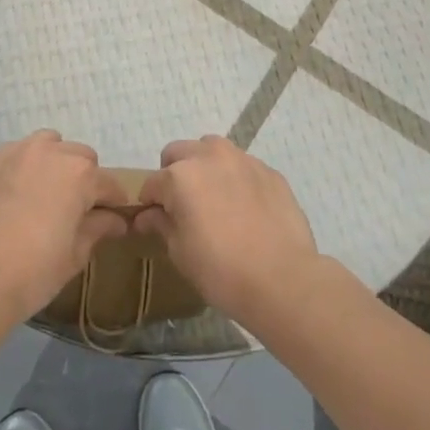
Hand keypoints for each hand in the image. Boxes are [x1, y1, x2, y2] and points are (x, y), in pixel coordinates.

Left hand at [0, 131, 129, 322]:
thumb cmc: (35, 271)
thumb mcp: (75, 254)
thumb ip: (98, 228)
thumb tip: (116, 220)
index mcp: (80, 174)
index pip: (109, 184)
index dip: (113, 202)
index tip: (112, 218)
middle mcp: (51, 152)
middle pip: (80, 157)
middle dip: (84, 179)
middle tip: (75, 209)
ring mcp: (17, 152)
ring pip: (48, 145)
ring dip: (54, 162)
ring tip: (45, 193)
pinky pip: (16, 154)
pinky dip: (23, 166)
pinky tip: (16, 193)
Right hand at [133, 137, 326, 327]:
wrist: (282, 279)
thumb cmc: (221, 270)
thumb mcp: (180, 252)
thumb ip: (161, 225)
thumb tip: (147, 216)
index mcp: (180, 176)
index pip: (152, 183)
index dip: (150, 203)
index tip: (155, 221)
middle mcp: (209, 156)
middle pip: (179, 153)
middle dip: (174, 174)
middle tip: (183, 207)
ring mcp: (243, 160)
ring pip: (212, 150)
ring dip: (205, 167)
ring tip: (214, 200)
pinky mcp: (269, 171)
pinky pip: (243, 166)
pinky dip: (235, 178)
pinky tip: (244, 209)